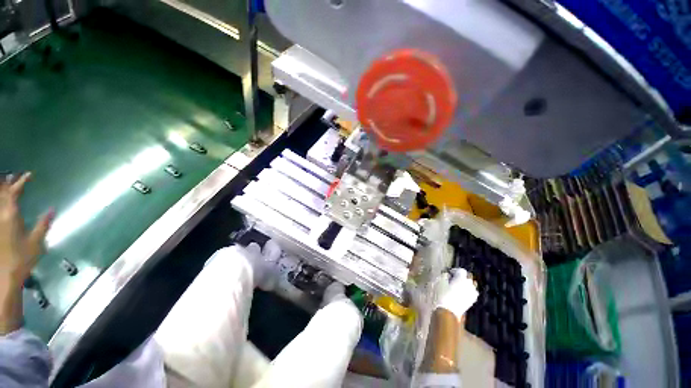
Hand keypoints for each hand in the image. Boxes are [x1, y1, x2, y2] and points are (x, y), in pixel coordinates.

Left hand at [0, 173, 52, 286]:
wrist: (5, 275)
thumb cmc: (22, 258)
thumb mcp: (36, 242)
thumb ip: (43, 224)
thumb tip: (52, 209)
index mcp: (11, 215)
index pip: (14, 192)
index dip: (21, 182)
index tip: (29, 175)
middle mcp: (1, 215)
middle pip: (2, 194)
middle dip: (7, 183)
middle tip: (13, 176)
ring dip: (1, 191)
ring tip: (5, 185)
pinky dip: (1, 203)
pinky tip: (4, 203)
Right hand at [437, 268, 478, 320]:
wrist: (448, 311)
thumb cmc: (442, 294)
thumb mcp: (440, 281)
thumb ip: (445, 275)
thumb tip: (448, 274)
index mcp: (462, 278)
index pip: (461, 270)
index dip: (454, 270)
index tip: (448, 273)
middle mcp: (470, 284)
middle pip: (469, 276)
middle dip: (463, 276)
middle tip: (454, 278)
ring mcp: (472, 293)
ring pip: (472, 284)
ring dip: (467, 283)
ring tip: (458, 285)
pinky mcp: (472, 301)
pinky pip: (473, 292)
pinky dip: (468, 291)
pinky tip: (461, 293)